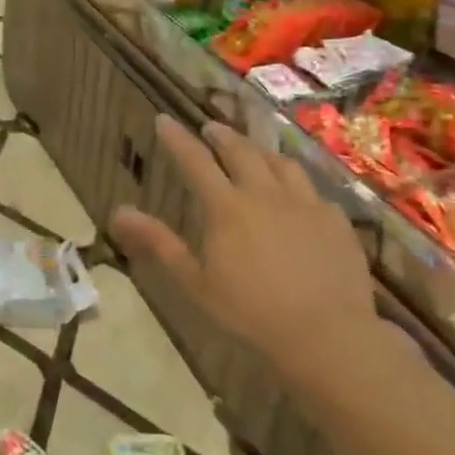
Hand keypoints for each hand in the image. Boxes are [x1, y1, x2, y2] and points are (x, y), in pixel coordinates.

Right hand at [110, 118, 376, 381]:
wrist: (326, 334)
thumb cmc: (249, 311)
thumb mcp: (194, 281)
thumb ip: (158, 242)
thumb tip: (118, 212)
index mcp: (227, 207)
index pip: (195, 161)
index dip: (177, 139)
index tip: (164, 119)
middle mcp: (266, 194)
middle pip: (241, 152)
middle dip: (222, 136)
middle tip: (211, 128)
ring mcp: (306, 204)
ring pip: (282, 163)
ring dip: (261, 151)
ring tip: (254, 151)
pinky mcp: (336, 221)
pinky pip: (314, 191)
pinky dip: (297, 184)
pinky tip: (298, 195)